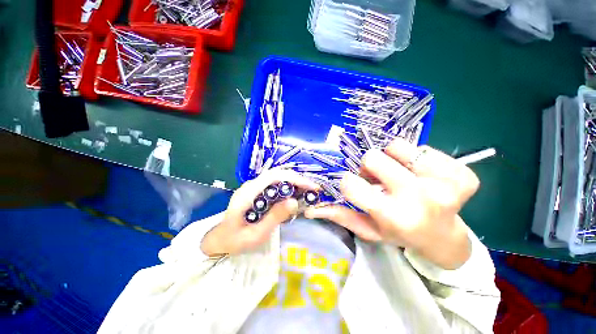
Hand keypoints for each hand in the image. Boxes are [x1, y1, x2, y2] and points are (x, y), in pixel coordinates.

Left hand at [201, 169, 319, 256]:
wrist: (220, 240)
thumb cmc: (235, 240)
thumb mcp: (256, 234)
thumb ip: (274, 217)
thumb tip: (294, 202)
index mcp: (248, 193)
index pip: (274, 177)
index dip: (294, 178)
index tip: (311, 186)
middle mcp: (251, 185)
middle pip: (277, 174)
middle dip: (297, 179)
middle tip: (313, 189)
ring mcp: (253, 187)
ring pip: (277, 178)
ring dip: (293, 182)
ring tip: (307, 191)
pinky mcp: (257, 191)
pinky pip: (275, 184)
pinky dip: (288, 187)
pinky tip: (295, 195)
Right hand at [305, 139, 478, 269]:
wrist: (444, 238)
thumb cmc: (399, 234)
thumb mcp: (367, 229)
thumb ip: (341, 215)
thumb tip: (312, 207)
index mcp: (393, 216)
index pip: (351, 184)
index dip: (348, 182)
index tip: (355, 186)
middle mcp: (420, 199)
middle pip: (372, 157)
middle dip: (369, 167)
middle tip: (377, 179)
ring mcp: (445, 183)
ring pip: (397, 146)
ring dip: (392, 159)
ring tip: (400, 175)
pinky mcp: (463, 173)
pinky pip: (424, 149)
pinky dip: (416, 159)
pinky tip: (422, 175)